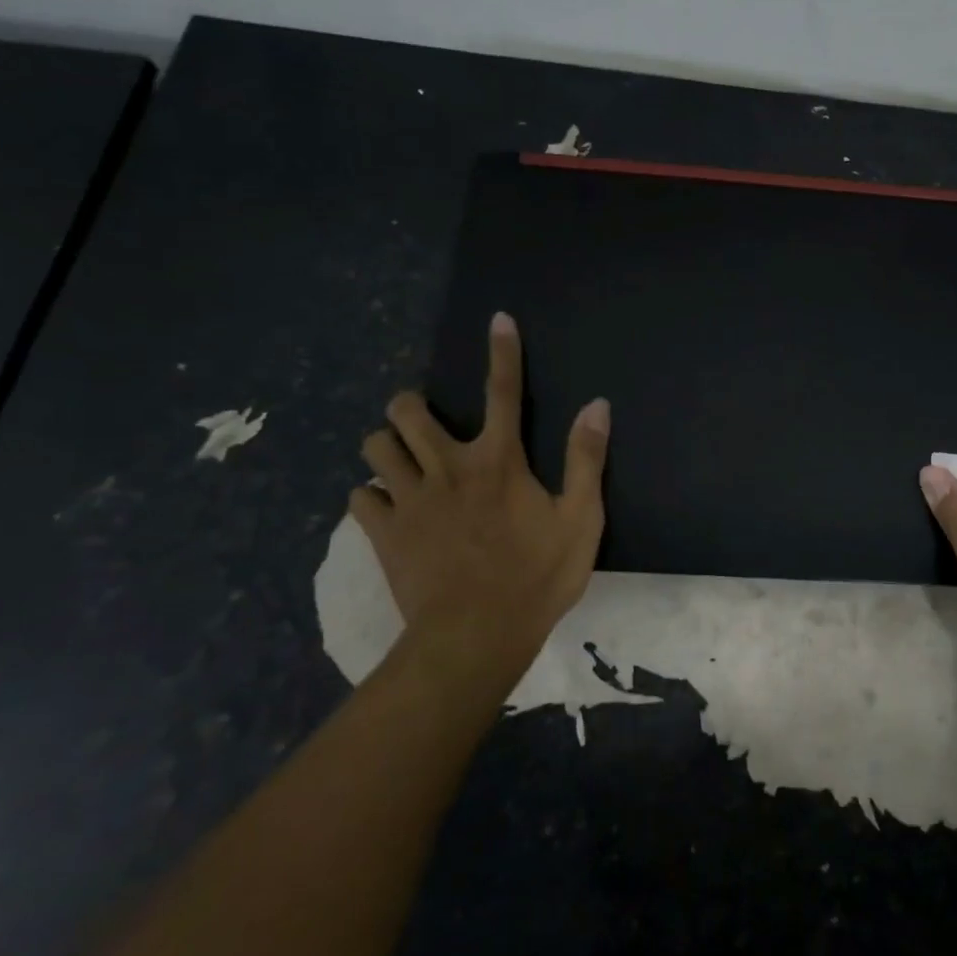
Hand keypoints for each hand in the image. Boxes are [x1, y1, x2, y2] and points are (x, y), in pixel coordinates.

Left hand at [350, 312, 608, 681]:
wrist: (476, 637)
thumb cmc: (537, 577)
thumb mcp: (581, 519)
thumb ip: (586, 459)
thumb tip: (596, 405)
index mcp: (499, 460)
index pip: (504, 391)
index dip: (503, 351)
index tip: (498, 318)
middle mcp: (448, 467)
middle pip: (407, 411)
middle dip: (411, 405)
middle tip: (425, 422)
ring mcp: (409, 500)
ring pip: (374, 448)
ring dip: (386, 447)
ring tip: (403, 463)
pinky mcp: (383, 533)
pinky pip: (360, 498)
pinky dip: (372, 496)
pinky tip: (387, 510)